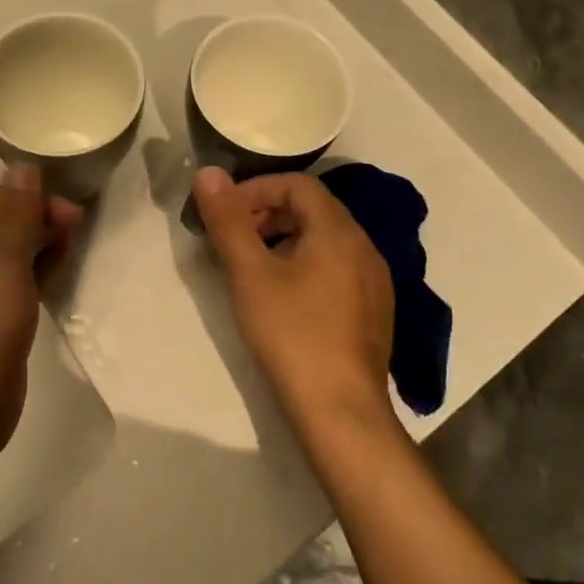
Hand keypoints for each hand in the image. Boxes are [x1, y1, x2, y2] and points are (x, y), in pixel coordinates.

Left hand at [0, 133, 83, 458]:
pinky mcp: (0, 314)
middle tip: (75, 195)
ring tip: (78, 216)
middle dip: (34, 195)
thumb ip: (17, 217)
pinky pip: (25, 273)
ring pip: (16, 241)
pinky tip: (67, 252)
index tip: (7, 125)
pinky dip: (44, 259)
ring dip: (42, 226)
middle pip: (2, 210)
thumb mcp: (2, 266)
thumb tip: (23, 167)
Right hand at [192, 168, 395, 429]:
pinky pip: (337, 268)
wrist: (341, 411)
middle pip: (313, 209)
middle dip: (269, 215)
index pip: (296, 185)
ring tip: (254, 269)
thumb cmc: (292, 333)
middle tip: (235, 240)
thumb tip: (209, 172)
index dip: (256, 190)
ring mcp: (374, 280)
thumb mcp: (250, 274)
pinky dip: (306, 265)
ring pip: (325, 240)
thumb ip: (228, 220)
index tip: (225, 214)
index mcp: (338, 230)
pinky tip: (286, 299)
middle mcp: (364, 246)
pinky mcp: (374, 310)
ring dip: (286, 240)